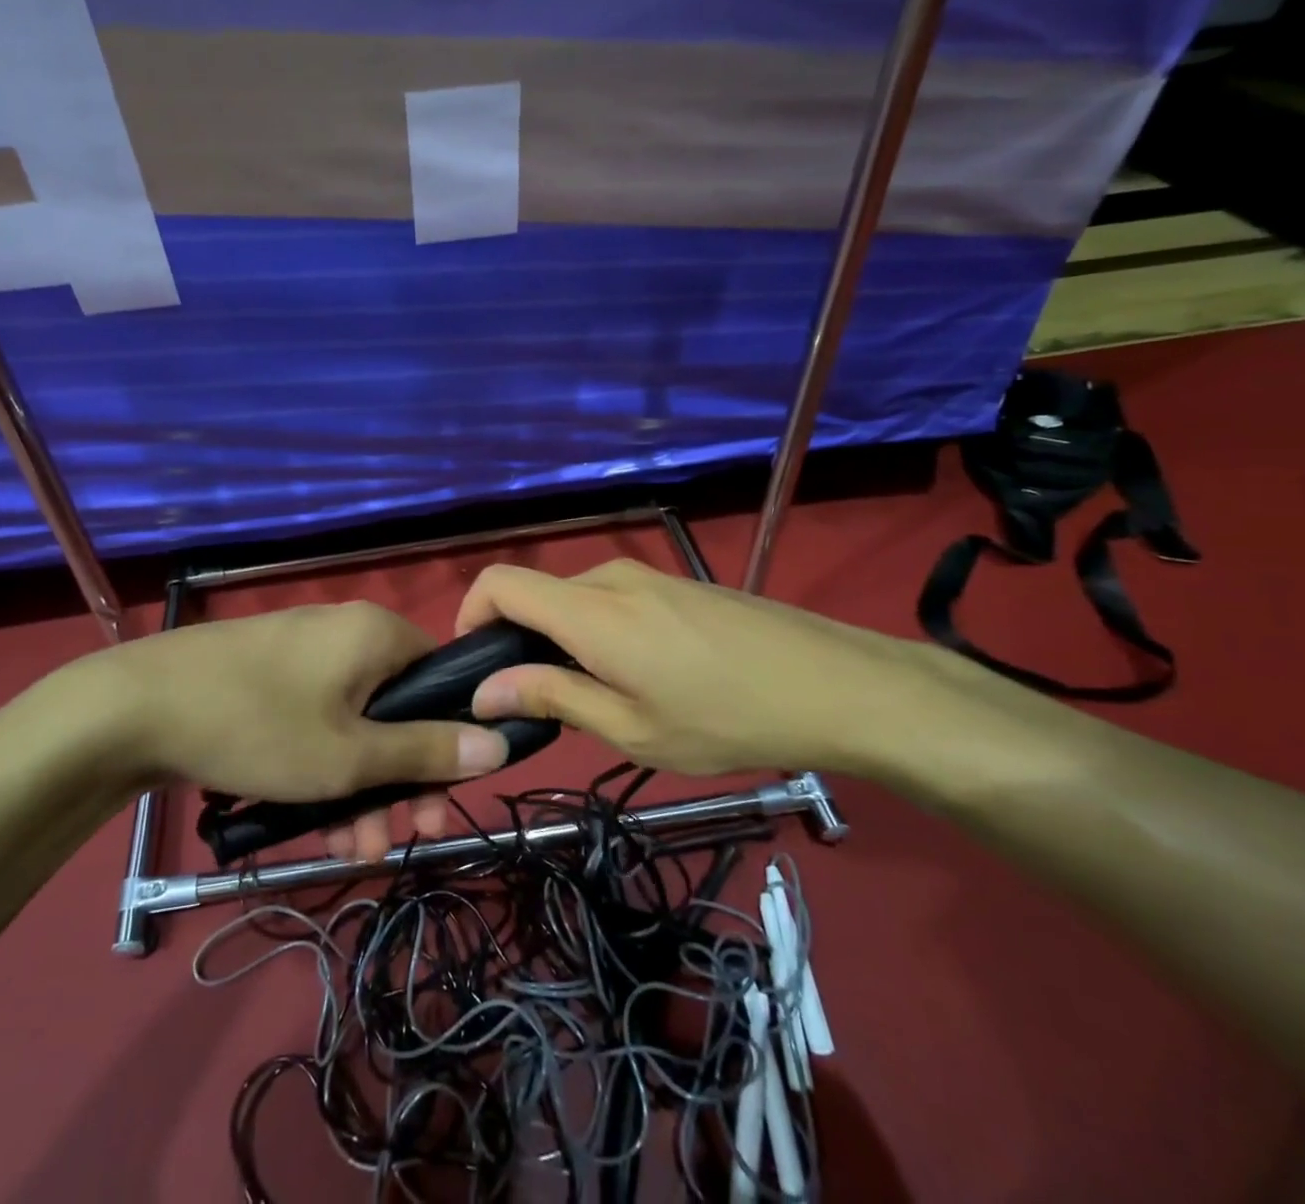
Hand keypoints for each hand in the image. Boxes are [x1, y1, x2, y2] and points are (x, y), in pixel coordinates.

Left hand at [43, 602, 508, 814]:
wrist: (134, 708)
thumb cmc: (260, 724)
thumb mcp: (351, 754)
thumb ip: (426, 751)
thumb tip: (499, 743)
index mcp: (377, 635)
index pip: (441, 679)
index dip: (448, 741)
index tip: (439, 797)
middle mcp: (346, 634)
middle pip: (396, 710)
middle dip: (398, 781)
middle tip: (395, 839)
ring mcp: (303, 655)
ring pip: (352, 726)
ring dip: (358, 788)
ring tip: (347, 849)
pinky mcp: (268, 678)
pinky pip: (315, 723)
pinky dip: (321, 769)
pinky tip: (312, 824)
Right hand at [456, 559, 940, 777]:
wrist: (834, 685)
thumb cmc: (726, 718)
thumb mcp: (631, 728)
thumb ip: (552, 699)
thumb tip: (485, 690)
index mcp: (590, 611)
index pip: (499, 582)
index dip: (469, 615)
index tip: (475, 667)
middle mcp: (610, 579)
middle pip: (536, 594)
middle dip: (520, 643)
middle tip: (541, 705)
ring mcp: (648, 576)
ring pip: (576, 600)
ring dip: (564, 641)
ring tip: (600, 700)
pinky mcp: (676, 585)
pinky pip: (613, 600)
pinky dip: (599, 633)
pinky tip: (643, 678)